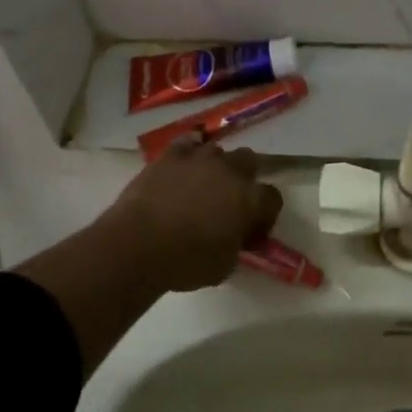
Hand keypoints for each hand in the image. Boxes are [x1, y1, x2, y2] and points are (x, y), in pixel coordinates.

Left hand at [97, 142, 283, 292]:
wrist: (138, 244)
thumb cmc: (186, 262)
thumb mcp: (224, 266)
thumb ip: (237, 245)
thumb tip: (235, 237)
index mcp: (249, 199)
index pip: (272, 198)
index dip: (265, 215)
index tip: (252, 231)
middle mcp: (229, 170)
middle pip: (248, 162)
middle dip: (243, 178)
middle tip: (229, 201)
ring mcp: (199, 158)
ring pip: (217, 151)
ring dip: (214, 167)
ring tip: (200, 186)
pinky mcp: (171, 155)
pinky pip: (187, 144)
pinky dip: (187, 154)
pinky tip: (181, 168)